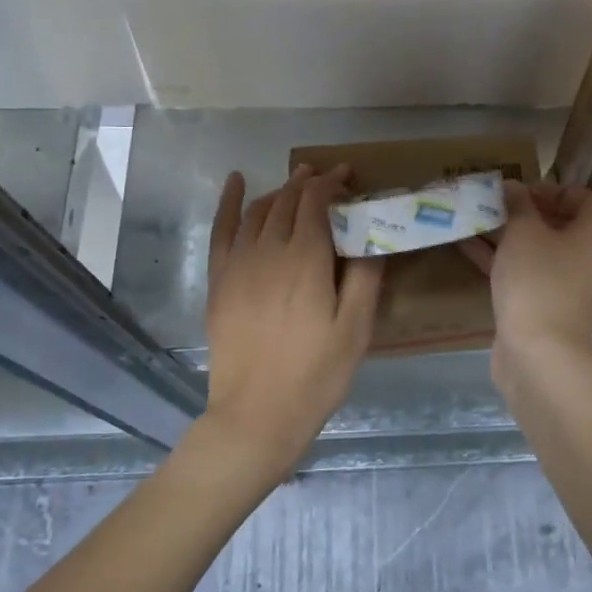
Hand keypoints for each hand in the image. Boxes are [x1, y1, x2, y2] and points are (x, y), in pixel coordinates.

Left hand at [201, 165, 381, 480]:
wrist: (256, 415)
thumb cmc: (316, 374)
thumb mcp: (355, 328)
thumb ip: (365, 276)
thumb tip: (372, 235)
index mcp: (305, 260)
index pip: (316, 202)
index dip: (332, 183)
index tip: (348, 176)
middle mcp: (268, 251)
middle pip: (288, 201)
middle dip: (309, 183)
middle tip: (329, 178)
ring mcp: (238, 265)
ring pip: (259, 211)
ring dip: (280, 191)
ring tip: (297, 184)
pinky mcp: (219, 281)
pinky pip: (222, 230)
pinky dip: (229, 202)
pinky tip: (236, 182)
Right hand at [460, 181, 591, 360]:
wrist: (539, 354)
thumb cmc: (538, 280)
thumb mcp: (523, 232)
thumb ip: (518, 204)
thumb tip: (514, 187)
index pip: (586, 198)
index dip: (553, 189)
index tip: (520, 191)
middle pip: (563, 224)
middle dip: (526, 212)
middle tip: (495, 204)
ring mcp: (574, 286)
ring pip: (542, 250)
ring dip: (511, 235)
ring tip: (476, 220)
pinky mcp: (552, 307)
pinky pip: (531, 274)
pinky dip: (506, 260)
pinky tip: (468, 247)